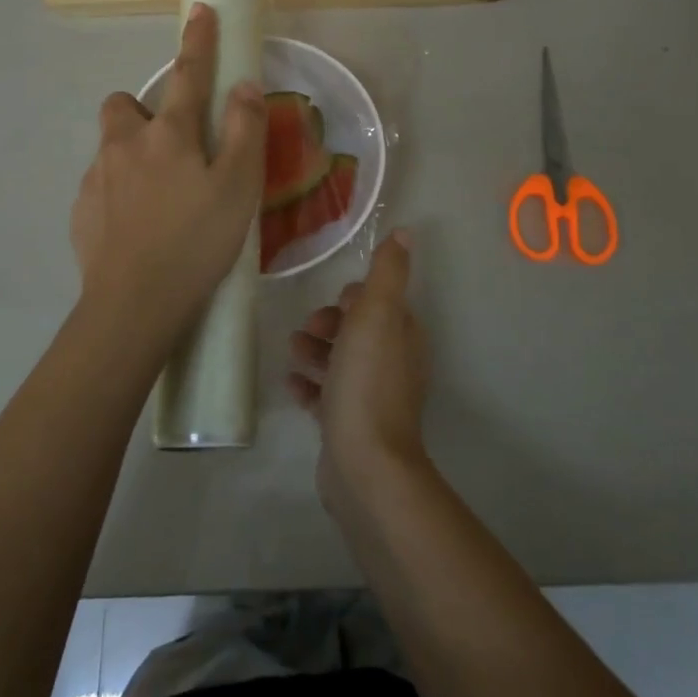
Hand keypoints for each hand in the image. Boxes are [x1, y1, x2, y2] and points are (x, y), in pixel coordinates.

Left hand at [69, 4, 265, 356]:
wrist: (133, 305)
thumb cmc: (196, 242)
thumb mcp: (239, 188)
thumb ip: (245, 131)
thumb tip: (243, 86)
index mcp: (169, 135)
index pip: (189, 74)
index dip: (199, 41)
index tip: (201, 10)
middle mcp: (125, 145)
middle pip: (123, 105)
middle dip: (143, 111)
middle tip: (172, 147)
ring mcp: (96, 178)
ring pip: (111, 147)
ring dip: (131, 155)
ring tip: (160, 197)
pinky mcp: (80, 211)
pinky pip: (100, 185)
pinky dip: (118, 192)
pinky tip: (138, 227)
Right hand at [285, 232, 430, 510]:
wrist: (365, 464)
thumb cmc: (367, 381)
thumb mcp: (377, 315)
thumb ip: (388, 273)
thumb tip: (405, 232)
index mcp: (402, 336)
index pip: (380, 304)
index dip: (354, 299)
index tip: (334, 302)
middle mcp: (392, 364)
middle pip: (357, 332)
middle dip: (329, 324)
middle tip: (306, 330)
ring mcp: (372, 398)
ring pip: (341, 363)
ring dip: (315, 352)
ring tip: (293, 354)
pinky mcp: (350, 426)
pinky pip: (326, 397)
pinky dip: (309, 387)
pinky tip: (292, 385)